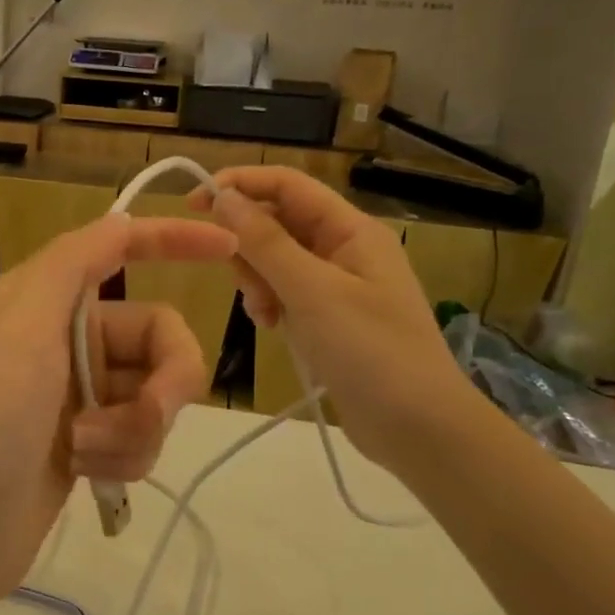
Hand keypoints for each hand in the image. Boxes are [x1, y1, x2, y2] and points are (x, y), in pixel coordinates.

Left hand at [0, 213, 234, 609]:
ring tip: (87, 452)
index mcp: (44, 298)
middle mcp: (64, 339)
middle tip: (152, 411)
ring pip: (155, 394)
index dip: (173, 240)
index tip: (229, 248)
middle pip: (158, 335)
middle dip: (165, 379)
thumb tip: (117, 221)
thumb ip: (72, 262)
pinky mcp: (86, 444)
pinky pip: (140, 436)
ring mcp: (77, 395)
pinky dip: (123, 455)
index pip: (118, 249)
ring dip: (134, 428)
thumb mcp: (21, 323)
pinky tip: (86, 474)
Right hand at [193, 168, 492, 472]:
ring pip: (274, 259)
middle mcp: (342, 247)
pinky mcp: (327, 316)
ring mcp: (335, 283)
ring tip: (264, 314)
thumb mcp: (313, 292)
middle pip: (276, 221)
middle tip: (243, 283)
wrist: (420, 430)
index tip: (193, 204)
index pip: (286, 184)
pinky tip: (272, 327)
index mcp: (350, 229)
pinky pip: (283, 291)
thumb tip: (223, 196)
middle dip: (248, 245)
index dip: (239, 185)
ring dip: (256, 279)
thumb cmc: (372, 352)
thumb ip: (265, 242)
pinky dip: (269, 303)